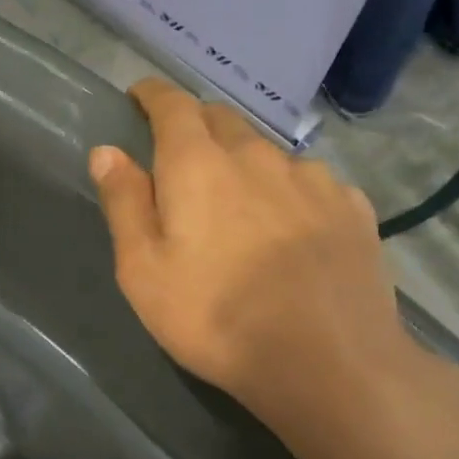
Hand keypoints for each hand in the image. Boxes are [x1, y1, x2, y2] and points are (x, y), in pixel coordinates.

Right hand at [89, 78, 435, 433]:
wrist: (328, 363)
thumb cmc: (215, 318)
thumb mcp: (143, 270)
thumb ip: (124, 203)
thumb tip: (106, 151)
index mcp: (198, 164)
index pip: (172, 105)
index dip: (152, 95)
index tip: (139, 97)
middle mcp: (257, 155)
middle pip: (221, 119)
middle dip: (195, 126)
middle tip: (181, 159)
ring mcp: (313, 178)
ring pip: (268, 152)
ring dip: (245, 162)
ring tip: (240, 204)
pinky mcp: (352, 207)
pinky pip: (311, 182)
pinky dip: (289, 191)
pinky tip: (292, 229)